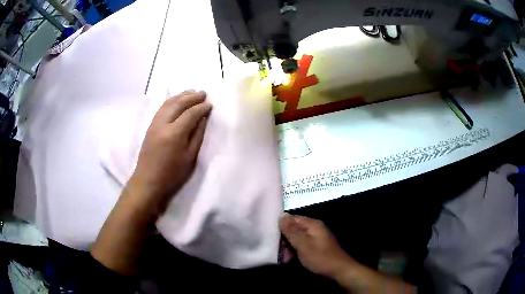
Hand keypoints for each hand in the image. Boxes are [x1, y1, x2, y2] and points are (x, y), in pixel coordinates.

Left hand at [129, 90, 211, 211]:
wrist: (148, 180)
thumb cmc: (172, 174)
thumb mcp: (189, 157)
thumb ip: (197, 135)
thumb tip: (203, 118)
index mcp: (175, 134)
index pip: (190, 114)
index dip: (201, 107)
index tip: (210, 104)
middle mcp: (163, 124)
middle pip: (178, 104)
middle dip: (192, 97)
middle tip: (203, 93)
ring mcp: (155, 123)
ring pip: (168, 103)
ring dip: (181, 95)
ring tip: (192, 92)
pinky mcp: (150, 126)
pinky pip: (162, 108)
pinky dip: (171, 101)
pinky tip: (177, 100)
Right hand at [279, 213, 354, 278]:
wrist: (339, 270)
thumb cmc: (320, 257)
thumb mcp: (303, 245)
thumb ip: (292, 231)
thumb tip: (281, 215)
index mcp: (312, 224)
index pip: (292, 218)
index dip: (281, 226)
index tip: (271, 236)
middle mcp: (314, 228)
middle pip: (294, 228)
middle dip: (284, 239)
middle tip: (278, 251)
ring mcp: (316, 238)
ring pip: (297, 238)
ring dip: (289, 247)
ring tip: (283, 258)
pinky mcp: (316, 247)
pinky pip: (302, 245)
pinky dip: (295, 251)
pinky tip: (290, 259)